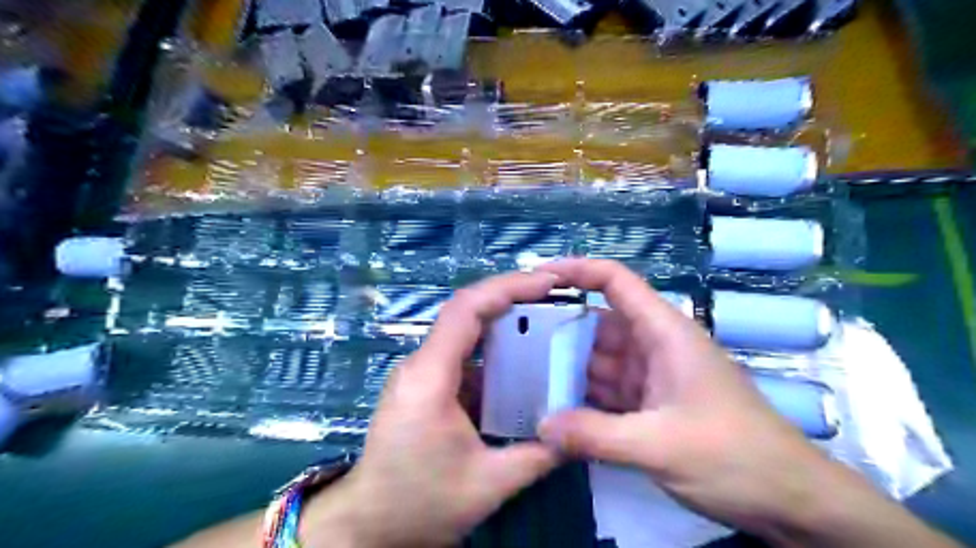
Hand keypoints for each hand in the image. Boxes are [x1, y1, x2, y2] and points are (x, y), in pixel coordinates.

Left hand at [307, 270, 561, 547]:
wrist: (368, 523)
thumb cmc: (420, 502)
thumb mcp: (487, 485)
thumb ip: (537, 456)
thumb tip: (576, 434)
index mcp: (430, 377)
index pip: (466, 310)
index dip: (507, 287)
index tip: (547, 282)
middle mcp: (420, 364)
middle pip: (466, 311)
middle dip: (511, 296)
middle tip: (554, 294)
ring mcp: (419, 372)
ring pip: (464, 330)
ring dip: (504, 321)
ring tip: (546, 320)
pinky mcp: (424, 384)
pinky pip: (462, 354)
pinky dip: (494, 350)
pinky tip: (520, 361)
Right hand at [533, 260, 838, 537]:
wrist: (791, 501)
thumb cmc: (735, 457)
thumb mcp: (660, 445)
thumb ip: (595, 435)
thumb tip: (541, 426)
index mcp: (664, 333)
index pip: (616, 282)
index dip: (578, 270)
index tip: (538, 276)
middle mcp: (654, 347)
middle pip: (598, 325)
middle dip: (559, 330)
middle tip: (514, 340)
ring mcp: (652, 377)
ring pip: (599, 362)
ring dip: (567, 369)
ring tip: (522, 374)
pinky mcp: (650, 405)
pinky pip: (607, 392)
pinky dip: (583, 398)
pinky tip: (553, 408)